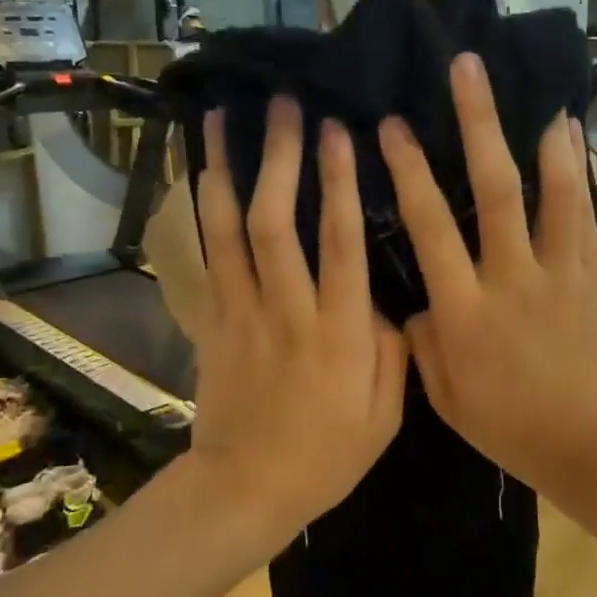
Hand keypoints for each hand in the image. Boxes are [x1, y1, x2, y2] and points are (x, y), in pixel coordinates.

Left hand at [188, 99, 406, 548]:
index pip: (340, 242)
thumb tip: (388, 301)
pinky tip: (202, 174)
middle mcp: (287, 309)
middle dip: (282, 159)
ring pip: (229, 230)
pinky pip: (206, 255)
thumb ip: (394, 350)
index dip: (340, 183)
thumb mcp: (387, 415)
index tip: (339, 132)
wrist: (243, 490)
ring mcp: (241, 312)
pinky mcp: (212, 320)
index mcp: (338, 331)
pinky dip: (202, 211)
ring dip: (227, 170)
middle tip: (284, 106)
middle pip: (277, 222)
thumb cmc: (325, 455)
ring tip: (223, 119)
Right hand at [379, 54, 596, 494]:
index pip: (429, 228)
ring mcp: (558, 272)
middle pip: (490, 189)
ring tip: (530, 86)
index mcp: (465, 312)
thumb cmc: (515, 429)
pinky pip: (583, 214)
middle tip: (464, 69)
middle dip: (474, 124)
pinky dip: (575, 170)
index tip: (393, 126)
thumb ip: (424, 345)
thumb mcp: (447, 400)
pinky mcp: (593, 274)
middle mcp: (510, 278)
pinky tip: (570, 133)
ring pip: (545, 192)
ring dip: (534, 134)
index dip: (409, 172)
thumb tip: (413, 303)